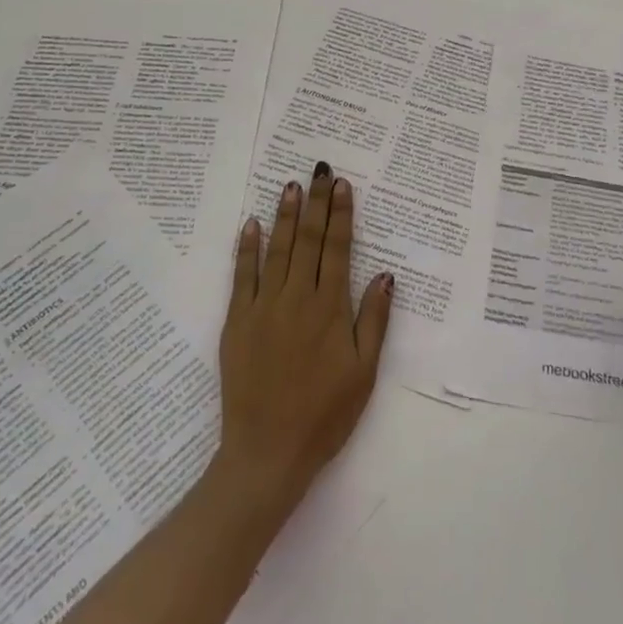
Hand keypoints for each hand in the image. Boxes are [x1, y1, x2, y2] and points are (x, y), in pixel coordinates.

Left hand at [210, 162, 392, 520]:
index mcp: (330, 308)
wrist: (267, 453)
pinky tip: (250, 224)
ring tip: (290, 185)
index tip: (342, 185)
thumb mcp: (364, 372)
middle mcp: (297, 298)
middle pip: (308, 240)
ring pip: (277, 250)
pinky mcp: (237, 322)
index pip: (337, 248)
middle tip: (319, 170)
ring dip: (284, 215)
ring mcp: (263, 308)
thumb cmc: (325, 415)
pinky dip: (246, 248)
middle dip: (315, 202)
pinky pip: (242, 277)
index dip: (341, 214)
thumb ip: (374, 319)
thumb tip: (385, 274)